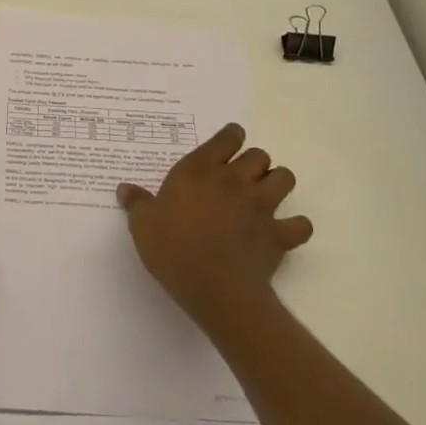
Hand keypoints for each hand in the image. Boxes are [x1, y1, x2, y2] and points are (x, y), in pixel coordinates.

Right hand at [117, 123, 311, 335]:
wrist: (213, 288)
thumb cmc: (172, 249)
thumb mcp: (143, 225)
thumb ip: (137, 203)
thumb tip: (124, 188)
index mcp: (201, 170)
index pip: (228, 137)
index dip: (230, 139)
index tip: (226, 149)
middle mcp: (235, 180)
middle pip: (260, 155)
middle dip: (254, 164)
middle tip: (240, 180)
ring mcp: (261, 206)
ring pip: (285, 178)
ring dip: (277, 184)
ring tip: (264, 198)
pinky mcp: (279, 234)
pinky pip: (301, 224)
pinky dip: (295, 227)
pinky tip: (283, 233)